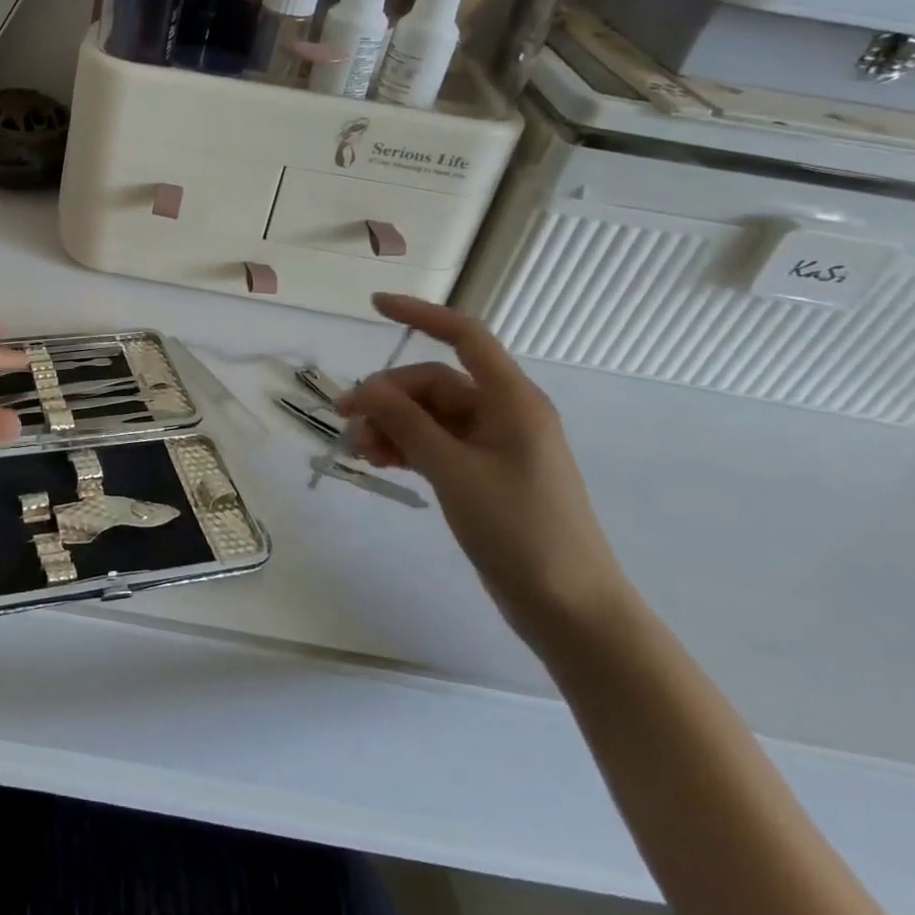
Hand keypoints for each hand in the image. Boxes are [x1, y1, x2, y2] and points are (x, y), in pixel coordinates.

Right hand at [337, 294, 631, 648]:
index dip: (421, 314)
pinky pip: (436, 444)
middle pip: (434, 384)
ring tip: (358, 449)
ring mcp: (494, 446)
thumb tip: (367, 387)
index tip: (374, 305)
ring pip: (430, 416)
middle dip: (388, 396)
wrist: (569, 608)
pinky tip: (378, 461)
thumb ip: (408, 424)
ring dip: (391, 425)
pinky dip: (406, 447)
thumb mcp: (454, 471)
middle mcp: (504, 414)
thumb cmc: (519, 530)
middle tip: (346, 419)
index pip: (465, 336)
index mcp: (511, 400)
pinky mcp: (484, 474)